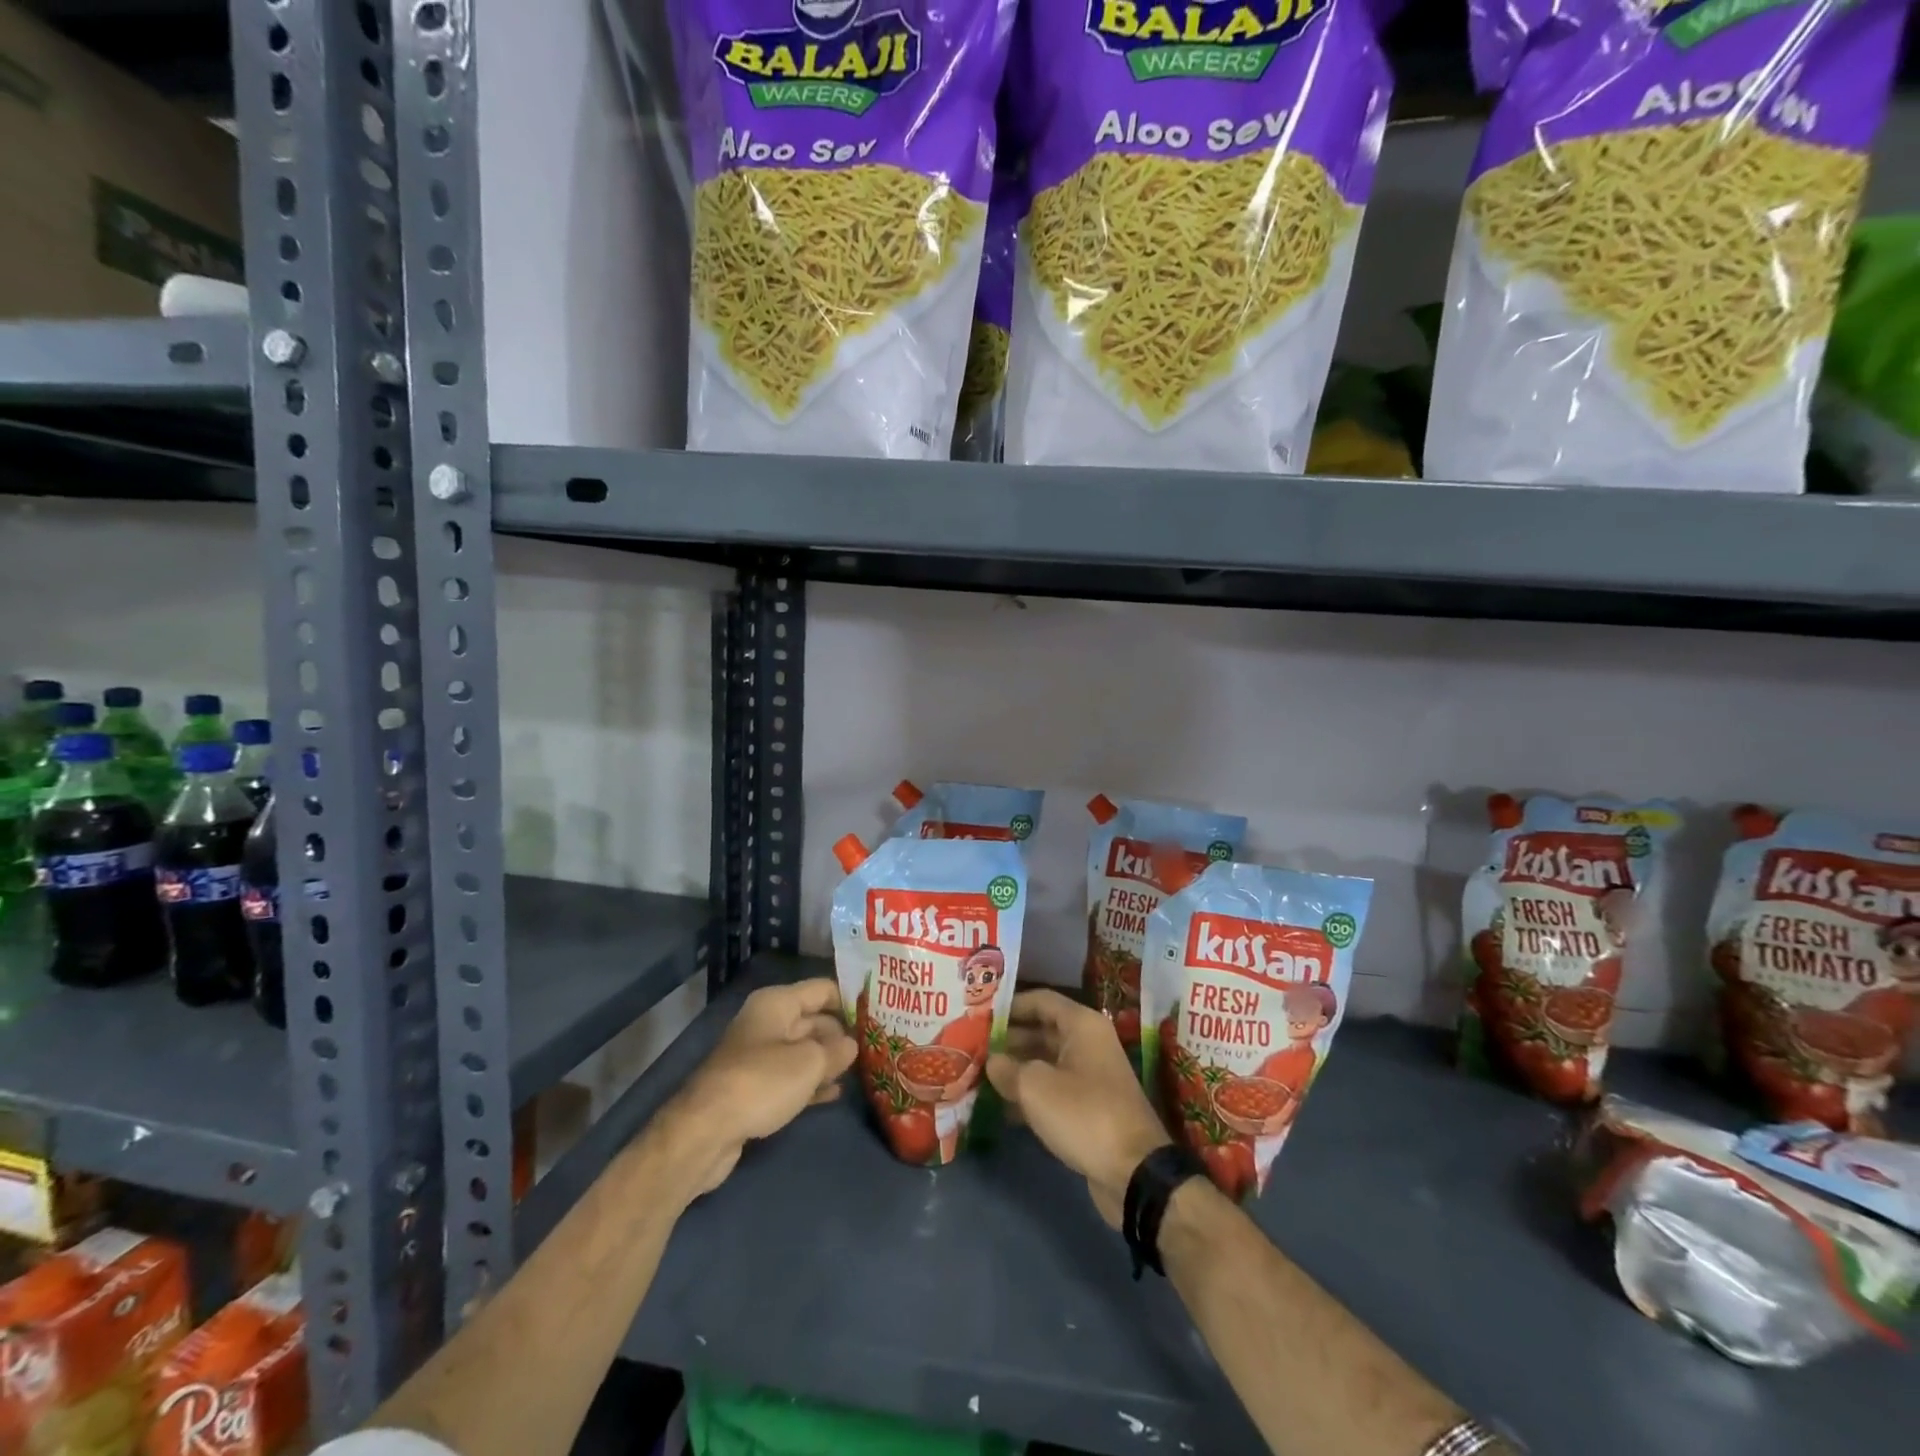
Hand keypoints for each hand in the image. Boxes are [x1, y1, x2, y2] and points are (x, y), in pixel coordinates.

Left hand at [665, 978, 856, 1195]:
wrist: (706, 1131)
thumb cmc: (762, 1082)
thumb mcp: (809, 1062)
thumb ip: (837, 1050)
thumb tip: (851, 1045)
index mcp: (777, 1003)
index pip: (823, 989)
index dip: (850, 999)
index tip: (878, 1013)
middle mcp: (767, 1022)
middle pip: (813, 1019)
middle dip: (841, 1033)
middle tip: (875, 1046)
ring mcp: (758, 1055)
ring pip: (803, 1050)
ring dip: (828, 1060)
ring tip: (862, 1070)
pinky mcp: (753, 1087)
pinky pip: (790, 1077)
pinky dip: (811, 1082)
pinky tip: (834, 1093)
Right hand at [987, 989, 1169, 1227]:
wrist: (1133, 1172)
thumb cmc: (1083, 1113)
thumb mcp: (1035, 1087)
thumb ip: (1007, 1068)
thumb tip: (992, 1061)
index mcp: (1081, 1025)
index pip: (1040, 1000)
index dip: (1009, 1005)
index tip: (979, 1015)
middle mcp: (1088, 1043)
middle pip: (1041, 1031)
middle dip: (1008, 1040)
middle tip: (973, 1048)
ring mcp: (1091, 1076)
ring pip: (1045, 1062)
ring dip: (1016, 1070)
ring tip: (979, 1077)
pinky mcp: (1089, 1107)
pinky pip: (1053, 1090)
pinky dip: (1030, 1095)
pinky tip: (1000, 1108)